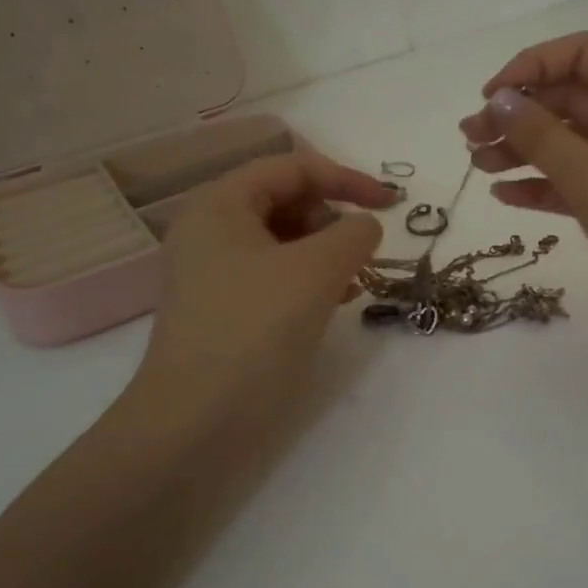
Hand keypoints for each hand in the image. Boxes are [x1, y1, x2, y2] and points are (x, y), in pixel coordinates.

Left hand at [129, 153, 394, 423]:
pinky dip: (307, 279)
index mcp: (220, 204)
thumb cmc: (255, 329)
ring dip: (325, 252)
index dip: (347, 178)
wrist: (195, 420)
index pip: (292, 168)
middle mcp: (210, 229)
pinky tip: (331, 302)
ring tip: (351, 282)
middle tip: (362, 253)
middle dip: (333, 219)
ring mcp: (212, 271)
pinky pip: (273, 274)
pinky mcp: (222, 307)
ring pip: (282, 240)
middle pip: (285, 200)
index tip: (392, 204)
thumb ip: (354, 234)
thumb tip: (365, 226)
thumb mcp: (316, 270)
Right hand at [460, 32, 587, 358]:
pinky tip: (505, 195)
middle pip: (572, 98)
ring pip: (572, 143)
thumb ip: (542, 136)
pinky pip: (579, 182)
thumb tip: (500, 100)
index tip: (490, 97)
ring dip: (524, 150)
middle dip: (520, 114)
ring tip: (478, 165)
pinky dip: (544, 185)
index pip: (583, 54)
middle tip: (470, 138)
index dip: (532, 66)